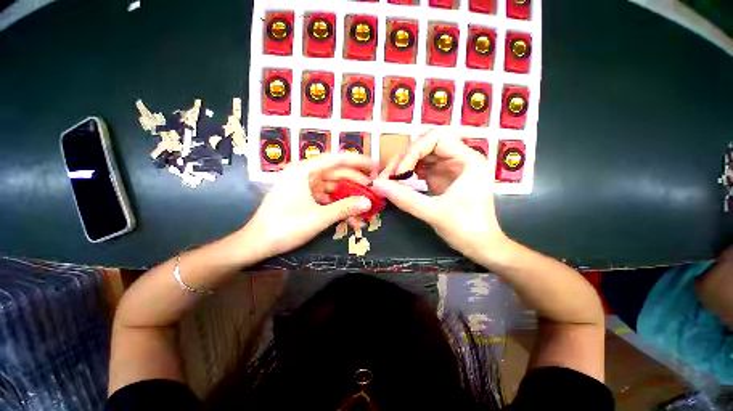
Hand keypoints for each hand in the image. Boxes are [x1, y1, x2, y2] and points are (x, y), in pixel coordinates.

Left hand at [242, 154, 374, 257]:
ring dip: (347, 197)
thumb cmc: (285, 227)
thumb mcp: (318, 217)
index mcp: (304, 170)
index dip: (358, 162)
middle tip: (373, 188)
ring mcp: (304, 186)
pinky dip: (337, 205)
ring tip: (364, 206)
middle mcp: (304, 174)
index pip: (337, 159)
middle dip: (355, 182)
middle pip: (336, 173)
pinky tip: (349, 216)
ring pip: (332, 186)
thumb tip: (368, 203)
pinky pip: (325, 197)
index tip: (374, 165)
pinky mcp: (304, 197)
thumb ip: (345, 208)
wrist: (257, 243)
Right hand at [372, 130, 507, 260]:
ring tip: (389, 180)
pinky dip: (408, 174)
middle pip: (425, 145)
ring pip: (421, 156)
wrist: (481, 246)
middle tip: (387, 177)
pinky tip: (398, 183)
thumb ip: (405, 198)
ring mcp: (449, 168)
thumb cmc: (466, 229)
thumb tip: (377, 184)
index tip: (400, 173)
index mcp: (467, 160)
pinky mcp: (442, 179)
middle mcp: (459, 159)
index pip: (436, 138)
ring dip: (403, 166)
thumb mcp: (434, 213)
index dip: (413, 151)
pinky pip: (421, 169)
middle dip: (404, 158)